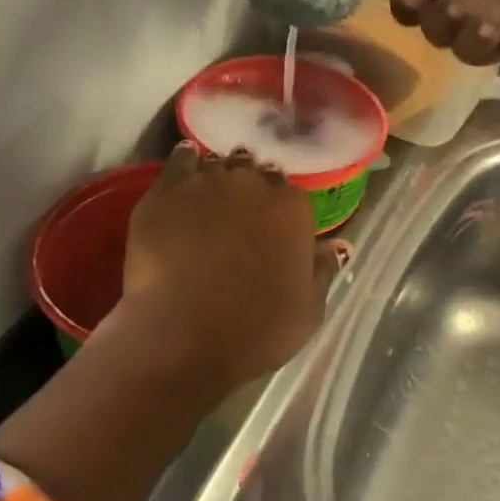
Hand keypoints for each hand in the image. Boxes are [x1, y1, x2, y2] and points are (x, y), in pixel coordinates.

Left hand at [118, 142, 336, 390]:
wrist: (184, 338)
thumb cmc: (256, 330)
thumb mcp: (309, 310)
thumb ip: (323, 270)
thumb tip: (335, 246)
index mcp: (291, 208)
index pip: (289, 191)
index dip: (278, 208)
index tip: (270, 225)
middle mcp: (251, 184)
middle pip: (252, 172)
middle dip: (248, 188)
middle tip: (238, 214)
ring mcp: (205, 184)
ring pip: (216, 165)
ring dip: (218, 177)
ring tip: (209, 197)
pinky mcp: (164, 192)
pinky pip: (178, 161)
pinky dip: (184, 162)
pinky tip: (184, 170)